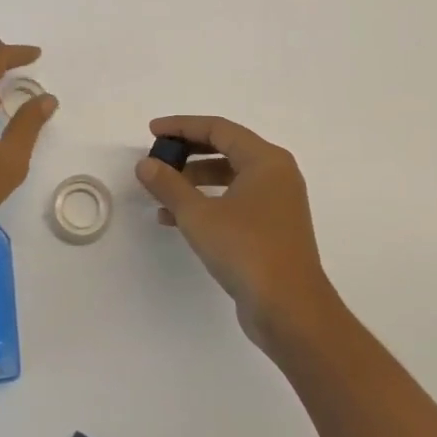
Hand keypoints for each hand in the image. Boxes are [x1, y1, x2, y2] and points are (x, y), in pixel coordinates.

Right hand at [134, 116, 337, 346]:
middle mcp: (276, 174)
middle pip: (225, 149)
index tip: (152, 132)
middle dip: (187, 153)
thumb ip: (169, 185)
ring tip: (160, 192)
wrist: (290, 310)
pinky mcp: (272, 228)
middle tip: (157, 158)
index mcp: (265, 160)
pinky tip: (177, 219)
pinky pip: (235, 201)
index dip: (182, 126)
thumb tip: (145, 164)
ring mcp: (277, 202)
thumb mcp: (198, 215)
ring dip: (194, 181)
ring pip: (229, 177)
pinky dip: (207, 203)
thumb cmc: (246, 250)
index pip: (218, 128)